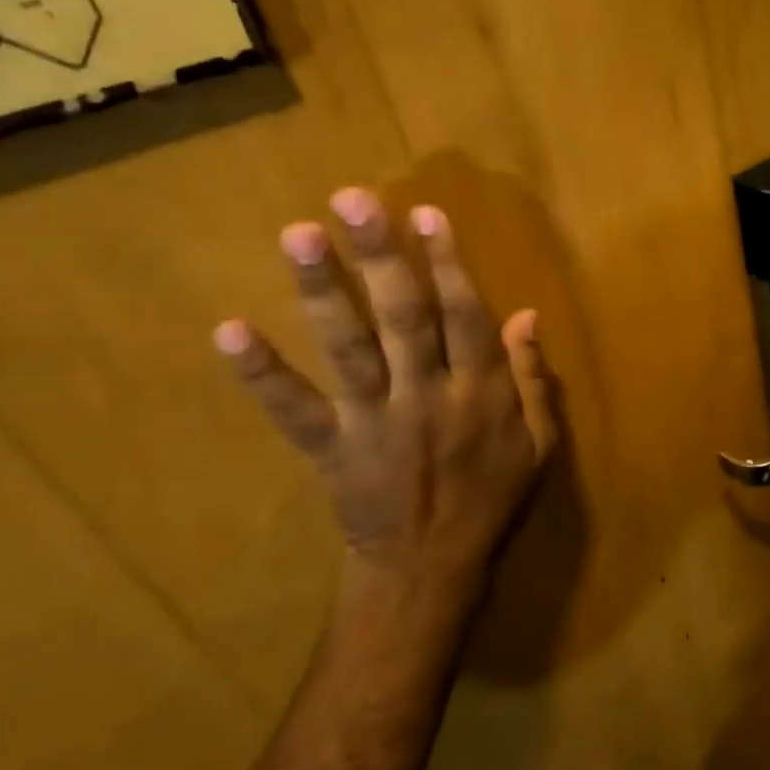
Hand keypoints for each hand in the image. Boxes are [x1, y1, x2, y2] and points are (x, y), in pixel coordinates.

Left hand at [212, 188, 557, 593]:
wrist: (431, 569)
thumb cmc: (492, 498)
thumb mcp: (539, 444)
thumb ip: (533, 379)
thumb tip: (527, 315)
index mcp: (481, 393)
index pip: (466, 316)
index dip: (447, 264)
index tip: (425, 214)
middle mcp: (427, 396)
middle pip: (404, 317)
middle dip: (380, 257)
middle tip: (352, 200)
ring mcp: (374, 421)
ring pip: (350, 349)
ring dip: (323, 292)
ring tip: (298, 235)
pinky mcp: (330, 448)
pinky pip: (293, 410)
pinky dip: (262, 372)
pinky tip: (229, 330)